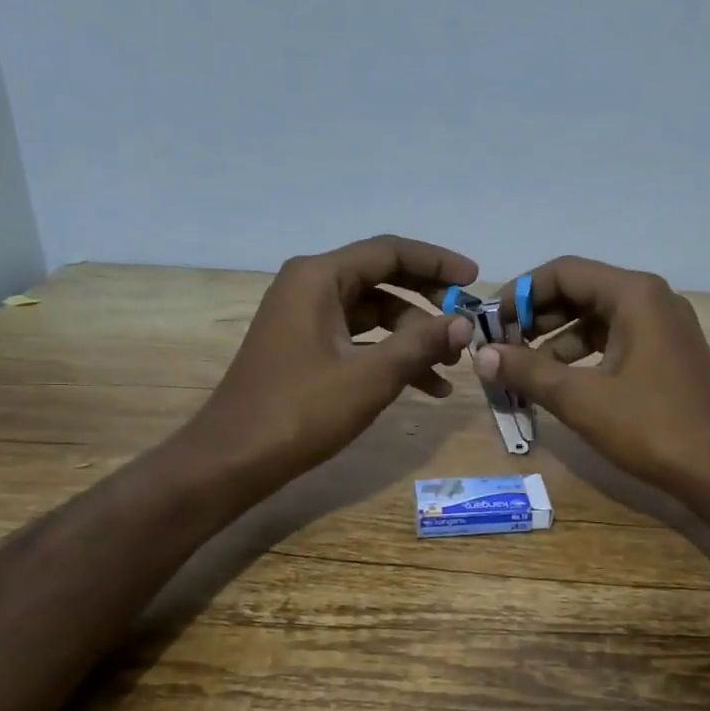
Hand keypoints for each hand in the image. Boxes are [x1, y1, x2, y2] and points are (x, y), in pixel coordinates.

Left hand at [188, 235, 475, 490]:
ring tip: (451, 368)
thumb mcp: (371, 376)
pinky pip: (358, 340)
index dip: (437, 263)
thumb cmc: (301, 410)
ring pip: (374, 315)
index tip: (476, 281)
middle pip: (383, 280)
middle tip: (465, 328)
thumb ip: (421, 344)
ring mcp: (304, 318)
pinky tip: (425, 387)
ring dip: (413, 338)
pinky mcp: (304, 348)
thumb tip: (464, 324)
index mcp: (319, 277)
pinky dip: (389, 357)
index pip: (390, 252)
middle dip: (427, 307)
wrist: (234, 458)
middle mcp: (310, 286)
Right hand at [475, 257, 709, 496]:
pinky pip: (614, 340)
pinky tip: (560, 383)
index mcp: (634, 294)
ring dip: (556, 340)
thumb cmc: (651, 426)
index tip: (491, 324)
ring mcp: (663, 326)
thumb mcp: (580, 398)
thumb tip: (481, 355)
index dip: (520, 294)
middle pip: (580, 291)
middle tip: (502, 348)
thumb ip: (527, 371)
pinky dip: (582, 356)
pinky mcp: (666, 353)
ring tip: (524, 371)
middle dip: (536, 318)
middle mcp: (651, 299)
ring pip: (595, 318)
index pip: (563, 272)